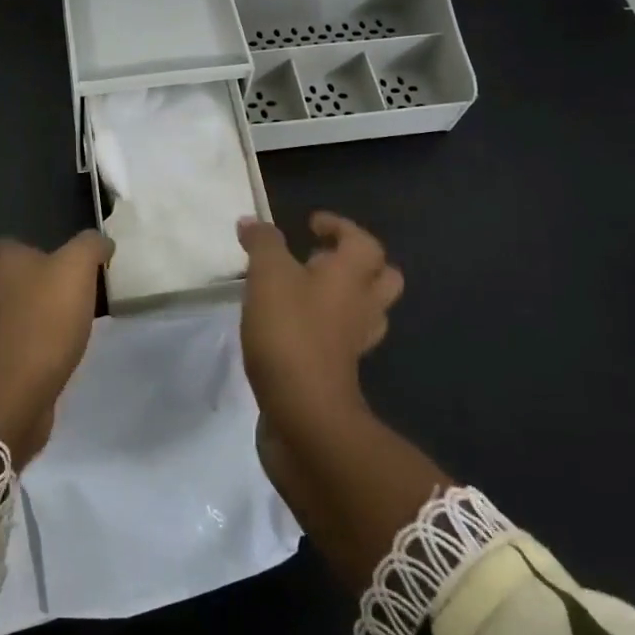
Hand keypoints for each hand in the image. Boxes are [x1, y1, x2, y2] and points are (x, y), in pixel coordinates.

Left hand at [0, 230, 110, 465]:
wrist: (13, 392)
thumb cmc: (46, 323)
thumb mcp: (77, 271)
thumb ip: (90, 247)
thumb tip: (101, 241)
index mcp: (3, 263)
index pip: (10, 244)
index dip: (32, 251)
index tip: (59, 266)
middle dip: (8, 280)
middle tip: (44, 292)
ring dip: (9, 315)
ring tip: (44, 325)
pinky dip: (12, 347)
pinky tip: (37, 355)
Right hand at [237, 212, 402, 432]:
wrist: (304, 413)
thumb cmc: (290, 331)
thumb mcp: (268, 275)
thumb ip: (262, 243)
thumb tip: (252, 222)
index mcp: (352, 275)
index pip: (362, 240)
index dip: (340, 226)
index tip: (312, 224)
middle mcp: (363, 306)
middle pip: (382, 278)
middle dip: (358, 263)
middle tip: (319, 258)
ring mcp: (355, 343)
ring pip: (365, 311)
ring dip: (344, 297)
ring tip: (306, 290)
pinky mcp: (338, 371)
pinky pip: (341, 339)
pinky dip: (325, 328)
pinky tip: (292, 326)